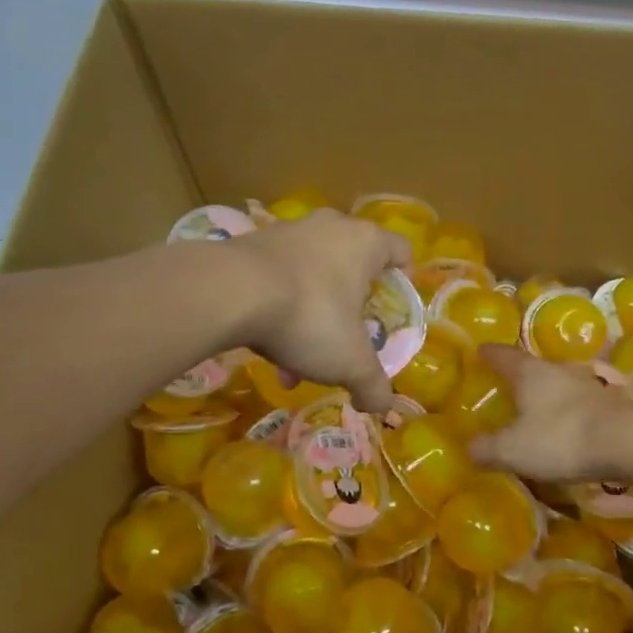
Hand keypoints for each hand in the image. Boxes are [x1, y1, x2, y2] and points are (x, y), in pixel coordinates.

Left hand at [228, 210, 410, 413]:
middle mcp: (332, 226)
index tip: (393, 308)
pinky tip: (267, 342)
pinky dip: (280, 304)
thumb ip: (373, 385)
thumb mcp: (350, 362)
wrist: (228, 292)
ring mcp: (290, 230)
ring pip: (313, 272)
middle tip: (346, 334)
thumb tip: (382, 406)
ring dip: (312, 309)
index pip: (401, 250)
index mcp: (367, 242)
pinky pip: (279, 274)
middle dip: (351, 302)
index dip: (404, 278)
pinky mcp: (253, 241)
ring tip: (298, 356)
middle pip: (354, 262)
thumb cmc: (309, 316)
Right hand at [468, 345, 632, 484]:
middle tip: (504, 381)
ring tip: (534, 404)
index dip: (489, 353)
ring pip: (558, 382)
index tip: (479, 349)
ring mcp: (587, 384)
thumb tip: (468, 448)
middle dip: (518, 373)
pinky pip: (577, 402)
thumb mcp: (514, 450)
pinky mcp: (608, 403)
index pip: (503, 355)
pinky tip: (565, 424)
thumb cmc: (562, 437)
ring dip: (545, 391)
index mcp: (530, 373)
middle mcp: (558, 371)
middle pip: (532, 366)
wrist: (629, 441)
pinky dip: (566, 409)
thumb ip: (487, 448)